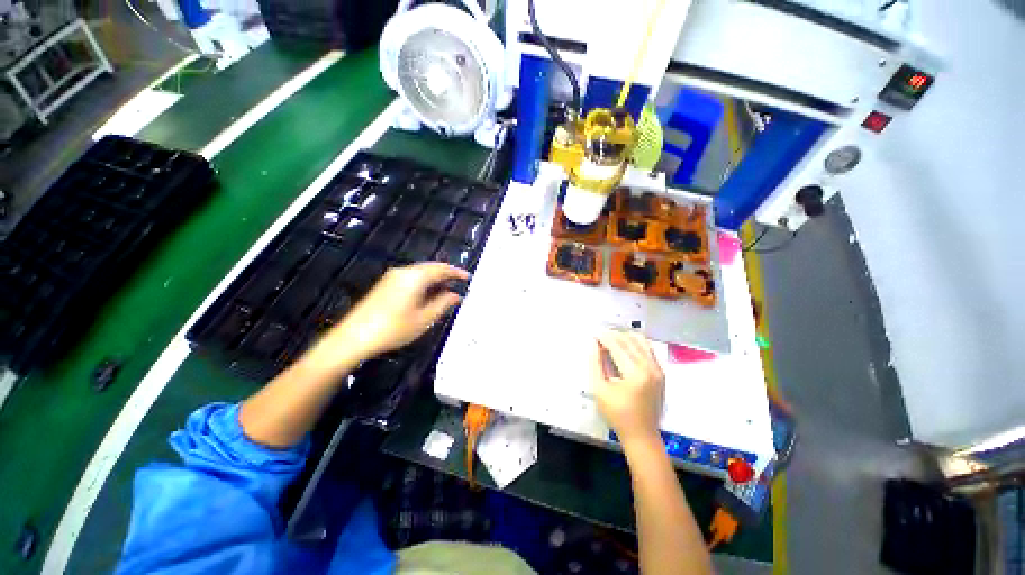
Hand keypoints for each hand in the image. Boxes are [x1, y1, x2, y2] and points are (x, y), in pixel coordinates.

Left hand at [322, 262, 469, 363]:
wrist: (353, 337)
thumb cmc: (393, 328)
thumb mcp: (424, 319)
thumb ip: (442, 304)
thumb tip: (455, 295)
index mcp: (415, 277)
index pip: (441, 269)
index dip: (456, 272)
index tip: (468, 277)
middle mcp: (403, 272)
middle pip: (430, 267)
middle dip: (446, 274)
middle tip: (459, 282)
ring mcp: (392, 278)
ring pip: (420, 272)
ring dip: (435, 278)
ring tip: (447, 289)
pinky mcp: (385, 285)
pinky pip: (411, 277)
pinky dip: (424, 282)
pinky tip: (428, 294)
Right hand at [593, 331, 664, 444]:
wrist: (641, 435)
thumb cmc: (617, 414)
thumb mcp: (599, 389)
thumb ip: (595, 364)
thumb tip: (594, 344)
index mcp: (635, 373)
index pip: (617, 346)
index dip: (604, 338)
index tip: (594, 334)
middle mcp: (650, 367)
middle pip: (629, 341)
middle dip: (613, 335)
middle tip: (600, 337)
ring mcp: (658, 370)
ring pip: (641, 342)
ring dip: (625, 337)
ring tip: (611, 341)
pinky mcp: (660, 373)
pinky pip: (648, 349)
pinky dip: (635, 344)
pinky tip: (624, 348)